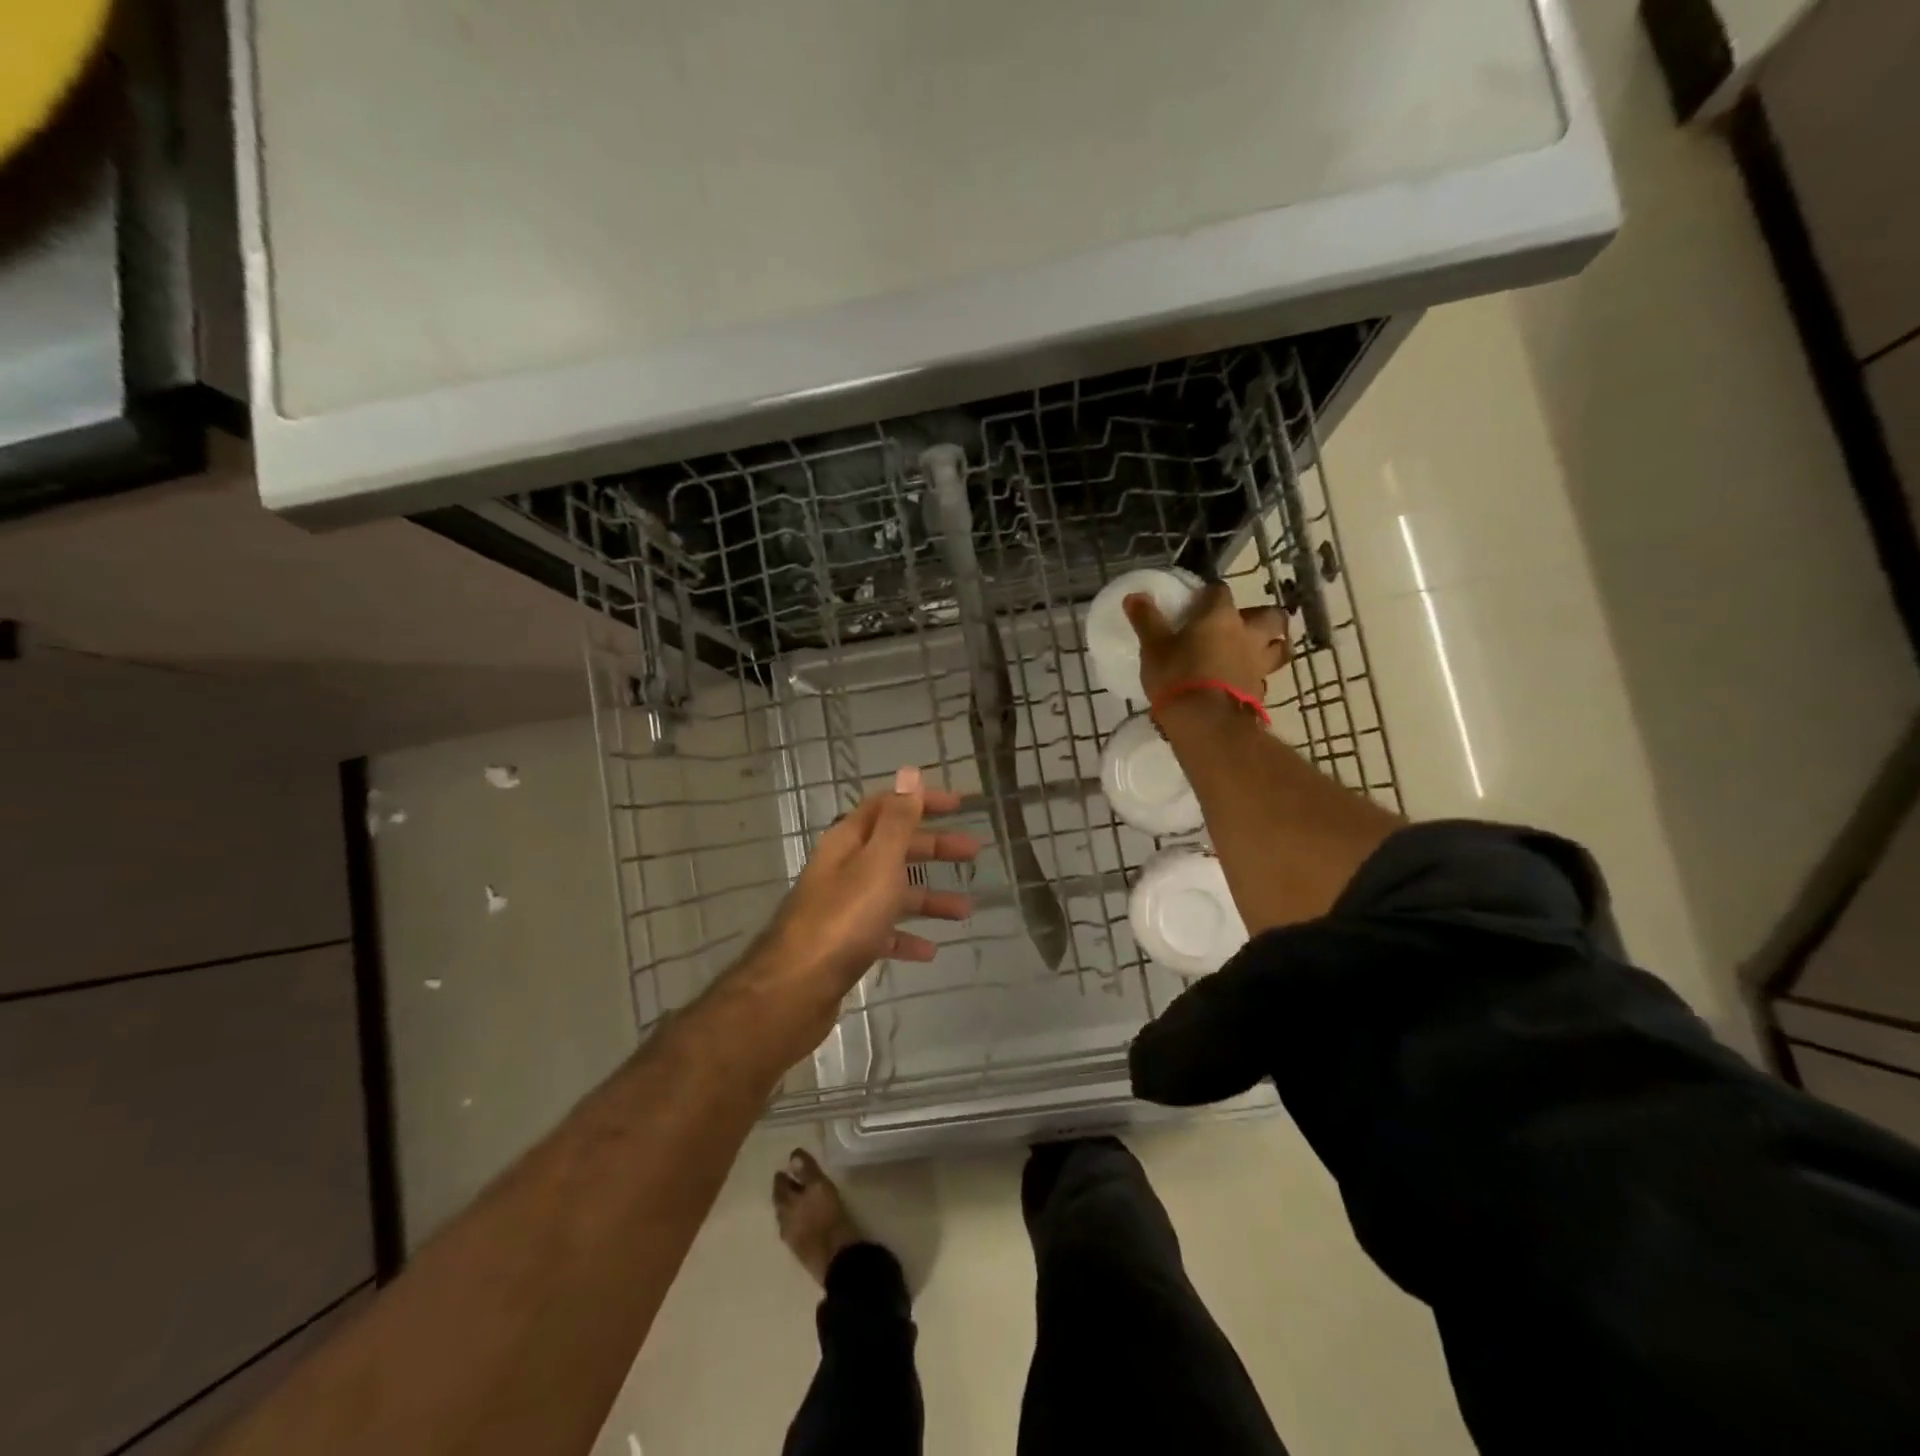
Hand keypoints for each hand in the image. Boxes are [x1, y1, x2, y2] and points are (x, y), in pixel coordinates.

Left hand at [753, 766, 976, 1025]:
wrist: (795, 989)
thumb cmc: (843, 918)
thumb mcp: (877, 862)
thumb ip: (897, 820)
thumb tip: (909, 772)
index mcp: (849, 842)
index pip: (888, 807)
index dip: (921, 801)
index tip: (959, 804)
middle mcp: (844, 869)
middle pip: (894, 848)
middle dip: (934, 848)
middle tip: (973, 852)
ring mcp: (843, 908)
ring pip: (893, 893)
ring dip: (929, 897)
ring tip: (966, 910)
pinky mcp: (845, 944)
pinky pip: (883, 933)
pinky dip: (906, 937)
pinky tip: (929, 951)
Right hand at [1123, 582, 1289, 705]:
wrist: (1206, 722)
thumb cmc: (1177, 676)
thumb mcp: (1153, 647)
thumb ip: (1146, 621)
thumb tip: (1134, 596)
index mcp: (1221, 616)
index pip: (1220, 592)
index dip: (1211, 594)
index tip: (1199, 601)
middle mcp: (1247, 634)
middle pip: (1272, 617)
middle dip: (1264, 617)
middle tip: (1246, 624)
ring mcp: (1258, 664)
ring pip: (1279, 649)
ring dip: (1272, 647)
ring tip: (1255, 652)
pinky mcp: (1259, 692)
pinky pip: (1264, 678)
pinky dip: (1256, 678)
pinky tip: (1243, 683)